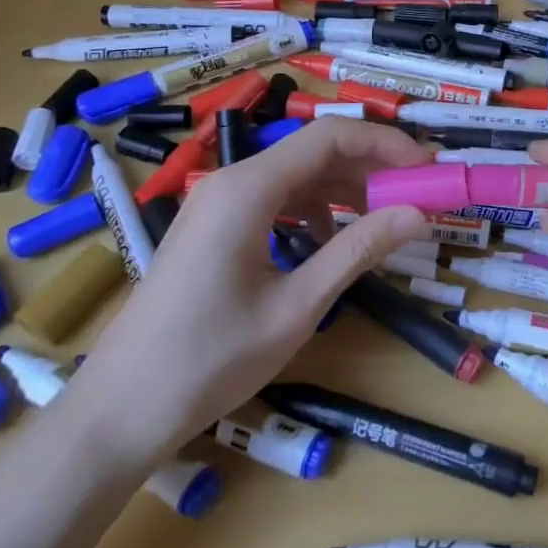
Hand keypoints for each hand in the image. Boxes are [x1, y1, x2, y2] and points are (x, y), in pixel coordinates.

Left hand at [65, 119, 429, 469]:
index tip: (427, 168)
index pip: (330, 136)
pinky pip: (275, 200)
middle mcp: (231, 182)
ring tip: (386, 216)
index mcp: (249, 188)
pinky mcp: (214, 228)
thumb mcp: (298, 305)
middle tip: (418, 192)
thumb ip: (358, 250)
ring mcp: (218, 204)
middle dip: (370, 166)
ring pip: (296, 175)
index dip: (385, 144)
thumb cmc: (211, 358)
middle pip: (314, 151)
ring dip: (345, 189)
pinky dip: (314, 211)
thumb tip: (418, 213)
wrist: (120, 410)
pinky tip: (331, 243)